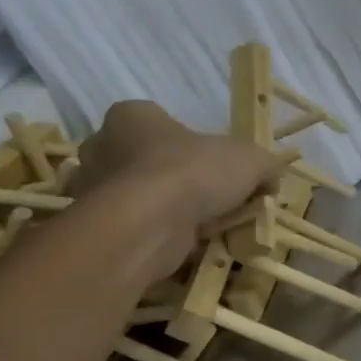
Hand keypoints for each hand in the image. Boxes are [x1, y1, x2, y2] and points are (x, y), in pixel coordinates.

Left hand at [71, 101, 295, 283]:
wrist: (148, 226)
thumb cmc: (193, 172)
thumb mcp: (252, 160)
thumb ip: (264, 165)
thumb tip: (269, 181)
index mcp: (132, 117)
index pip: (160, 121)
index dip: (192, 142)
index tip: (218, 164)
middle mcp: (102, 148)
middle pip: (147, 160)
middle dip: (177, 177)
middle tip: (214, 197)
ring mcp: (91, 190)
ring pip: (141, 196)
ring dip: (168, 209)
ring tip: (205, 225)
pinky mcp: (98, 227)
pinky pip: (135, 227)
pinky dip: (157, 235)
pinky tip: (187, 243)